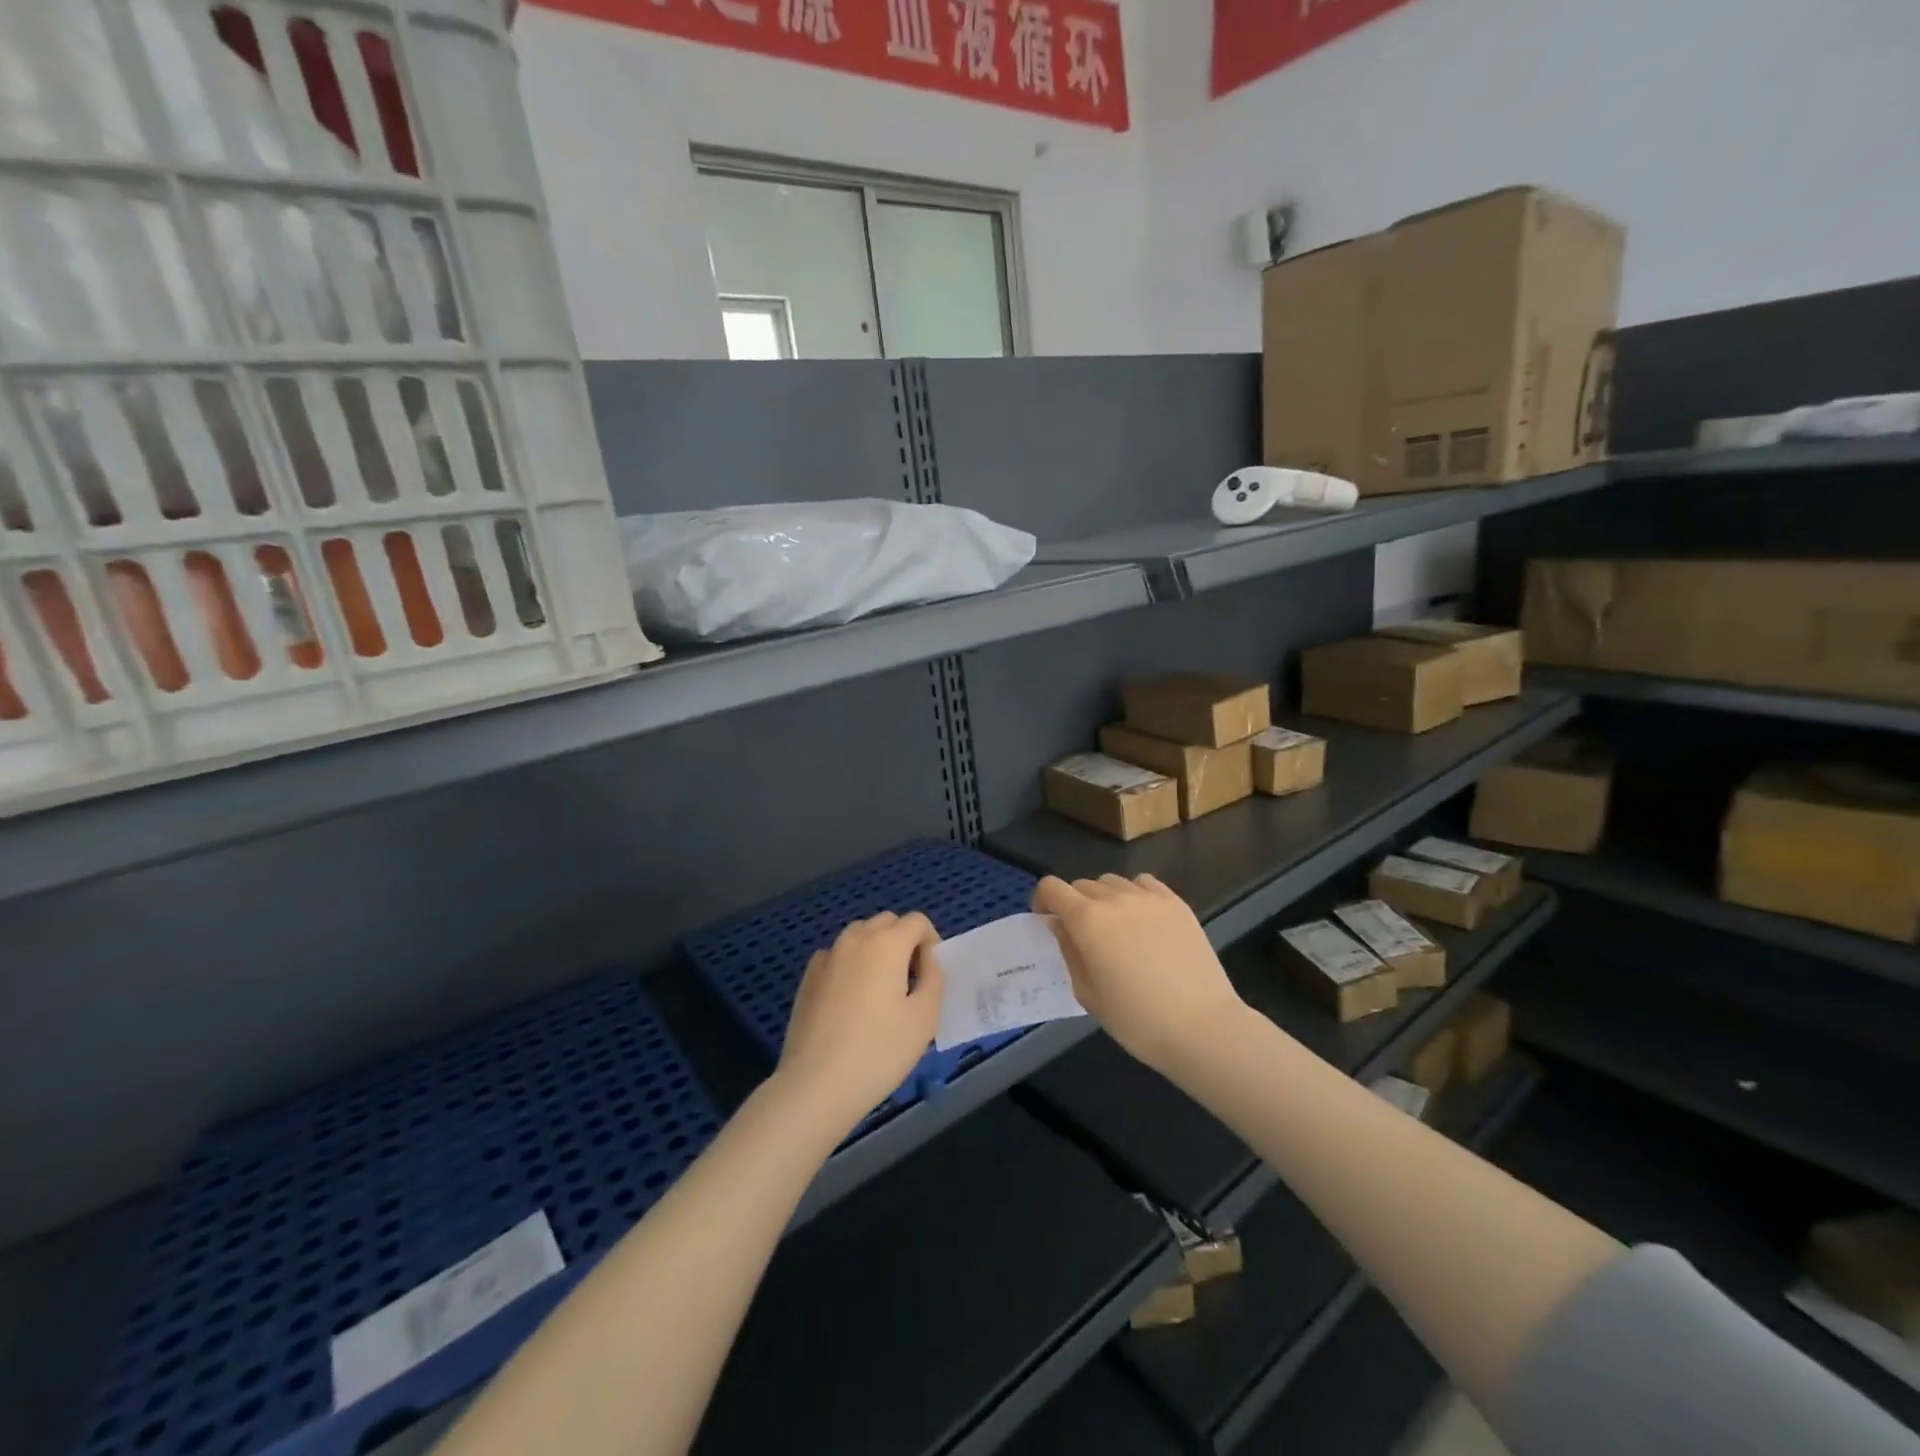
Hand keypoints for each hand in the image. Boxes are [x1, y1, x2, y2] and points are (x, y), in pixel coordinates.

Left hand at [775, 912, 943, 1134]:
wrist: (816, 1085)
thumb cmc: (880, 1052)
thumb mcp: (925, 1017)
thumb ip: (934, 978)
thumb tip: (926, 959)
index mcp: (887, 943)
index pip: (916, 921)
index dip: (930, 941)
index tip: (930, 973)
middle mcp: (855, 939)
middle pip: (886, 922)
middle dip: (903, 941)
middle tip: (910, 980)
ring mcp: (827, 957)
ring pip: (859, 935)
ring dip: (876, 949)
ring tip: (880, 990)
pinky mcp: (808, 977)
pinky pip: (837, 956)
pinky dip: (850, 965)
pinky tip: (850, 1001)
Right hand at [1035, 874, 1245, 1077]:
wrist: (1202, 1026)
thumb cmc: (1137, 1020)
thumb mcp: (1088, 993)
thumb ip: (1069, 952)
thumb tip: (1060, 926)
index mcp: (1087, 919)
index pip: (1052, 887)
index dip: (1043, 900)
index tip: (1046, 921)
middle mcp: (1115, 898)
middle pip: (1082, 885)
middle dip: (1073, 903)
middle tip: (1082, 934)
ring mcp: (1149, 898)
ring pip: (1113, 882)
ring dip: (1104, 898)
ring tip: (1114, 926)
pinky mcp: (1176, 903)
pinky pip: (1144, 884)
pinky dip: (1134, 893)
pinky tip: (1142, 918)